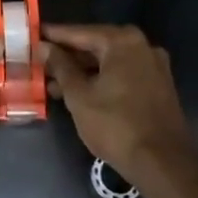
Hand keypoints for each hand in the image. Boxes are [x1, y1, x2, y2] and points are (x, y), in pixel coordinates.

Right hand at [44, 24, 190, 174]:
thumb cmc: (116, 126)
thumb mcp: (79, 95)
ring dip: (83, 71)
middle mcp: (142, 46)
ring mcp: (154, 66)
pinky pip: (123, 74)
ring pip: (109, 62)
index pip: (80, 32)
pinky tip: (81, 93)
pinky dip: (102, 79)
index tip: (34, 33)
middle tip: (41, 63)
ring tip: (54, 86)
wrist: (163, 164)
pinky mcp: (158, 86)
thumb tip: (45, 47)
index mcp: (122, 41)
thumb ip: (61, 67)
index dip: (54, 35)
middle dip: (68, 57)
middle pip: (96, 45)